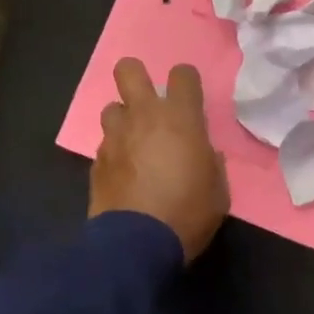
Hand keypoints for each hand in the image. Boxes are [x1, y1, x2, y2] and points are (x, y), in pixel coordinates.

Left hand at [90, 58, 230, 262]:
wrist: (136, 244)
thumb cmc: (188, 213)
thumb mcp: (218, 191)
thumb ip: (210, 163)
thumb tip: (203, 154)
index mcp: (180, 118)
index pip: (183, 74)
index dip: (186, 80)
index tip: (189, 97)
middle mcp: (144, 117)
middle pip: (128, 70)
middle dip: (136, 75)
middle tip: (147, 98)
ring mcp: (115, 137)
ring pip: (111, 107)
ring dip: (123, 119)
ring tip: (134, 141)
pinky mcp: (96, 160)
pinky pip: (105, 143)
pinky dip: (114, 150)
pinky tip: (123, 171)